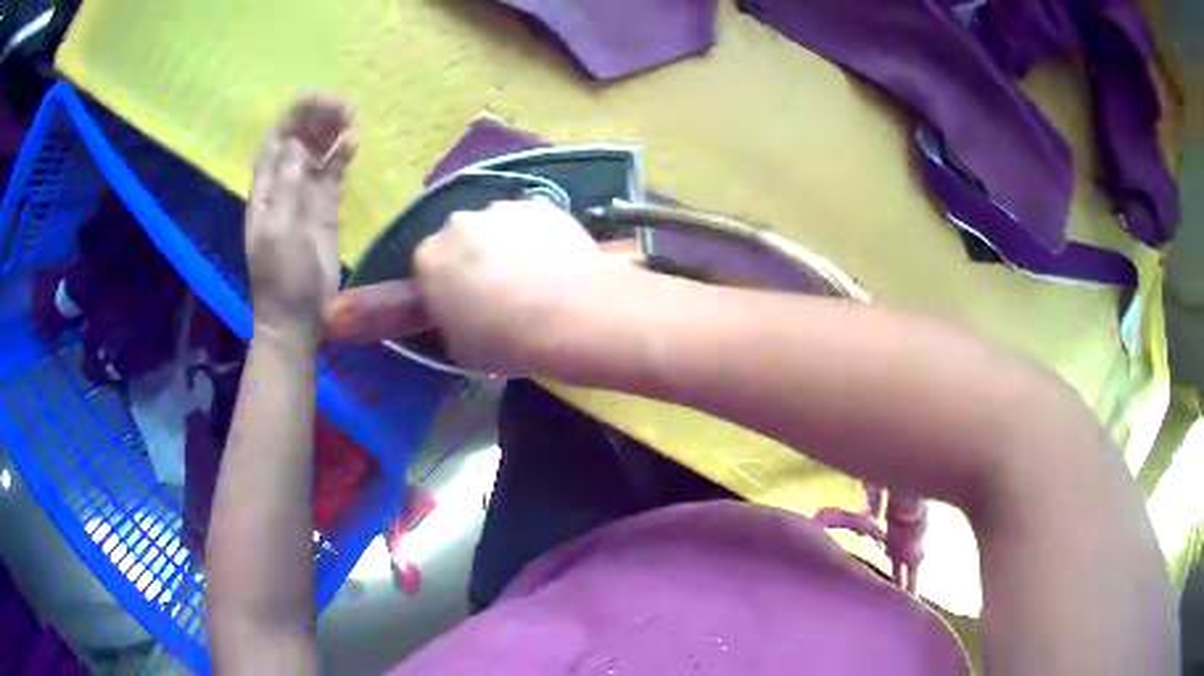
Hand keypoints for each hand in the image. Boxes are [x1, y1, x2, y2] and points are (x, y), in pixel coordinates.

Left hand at [246, 96, 356, 341]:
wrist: (298, 319)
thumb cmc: (282, 279)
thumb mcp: (278, 233)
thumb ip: (287, 188)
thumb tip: (297, 146)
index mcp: (265, 189)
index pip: (277, 138)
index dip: (296, 115)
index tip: (322, 101)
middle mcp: (284, 184)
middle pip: (298, 138)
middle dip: (317, 117)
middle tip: (345, 107)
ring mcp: (306, 195)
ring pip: (317, 150)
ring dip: (331, 131)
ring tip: (353, 118)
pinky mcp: (326, 207)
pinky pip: (333, 171)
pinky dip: (342, 154)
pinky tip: (354, 142)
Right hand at [327, 199, 619, 375]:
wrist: (571, 317)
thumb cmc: (507, 342)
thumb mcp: (459, 349)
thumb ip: (448, 322)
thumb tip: (458, 314)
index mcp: (429, 259)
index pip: (427, 267)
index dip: (444, 284)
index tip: (461, 301)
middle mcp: (458, 224)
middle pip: (459, 238)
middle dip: (471, 257)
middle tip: (496, 287)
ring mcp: (500, 209)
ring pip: (495, 224)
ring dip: (504, 242)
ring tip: (532, 273)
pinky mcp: (540, 204)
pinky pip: (530, 219)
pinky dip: (536, 233)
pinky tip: (554, 259)